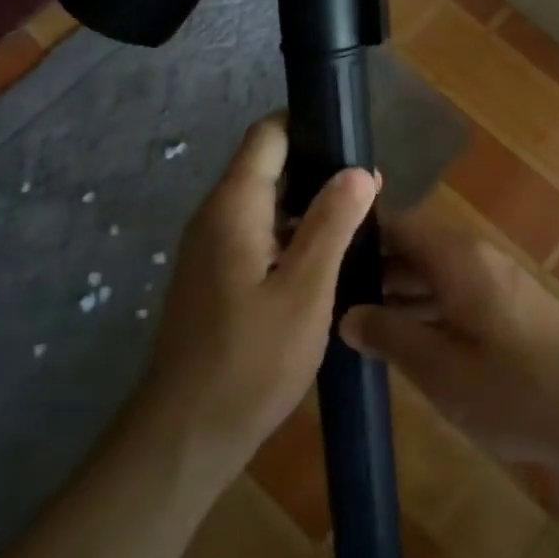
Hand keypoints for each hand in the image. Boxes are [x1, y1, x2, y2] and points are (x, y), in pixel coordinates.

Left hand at [141, 116, 377, 480]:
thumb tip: (360, 169)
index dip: (309, 124)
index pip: (268, 134)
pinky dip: (292, 235)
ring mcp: (211, 247)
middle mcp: (216, 216)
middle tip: (371, 191)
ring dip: (310, 206)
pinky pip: (258, 235)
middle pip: (268, 165)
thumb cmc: (251, 360)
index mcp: (234, 206)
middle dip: (319, 169)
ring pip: (266, 203)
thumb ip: (332, 224)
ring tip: (361, 223)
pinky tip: (328, 260)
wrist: (187, 433)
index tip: (354, 138)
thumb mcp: (306, 291)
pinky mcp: (215, 276)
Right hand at [341, 212, 558, 469]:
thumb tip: (346, 313)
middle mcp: (474, 257)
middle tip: (321, 297)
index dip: (354, 234)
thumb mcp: (439, 369)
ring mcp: (494, 282)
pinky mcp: (508, 308)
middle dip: (369, 270)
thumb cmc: (515, 388)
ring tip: (348, 321)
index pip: (394, 224)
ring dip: (396, 294)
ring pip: (431, 275)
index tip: (315, 251)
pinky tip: (400, 341)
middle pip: (411, 249)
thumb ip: (389, 335)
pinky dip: (424, 310)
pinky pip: (453, 295)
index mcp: (455, 257)